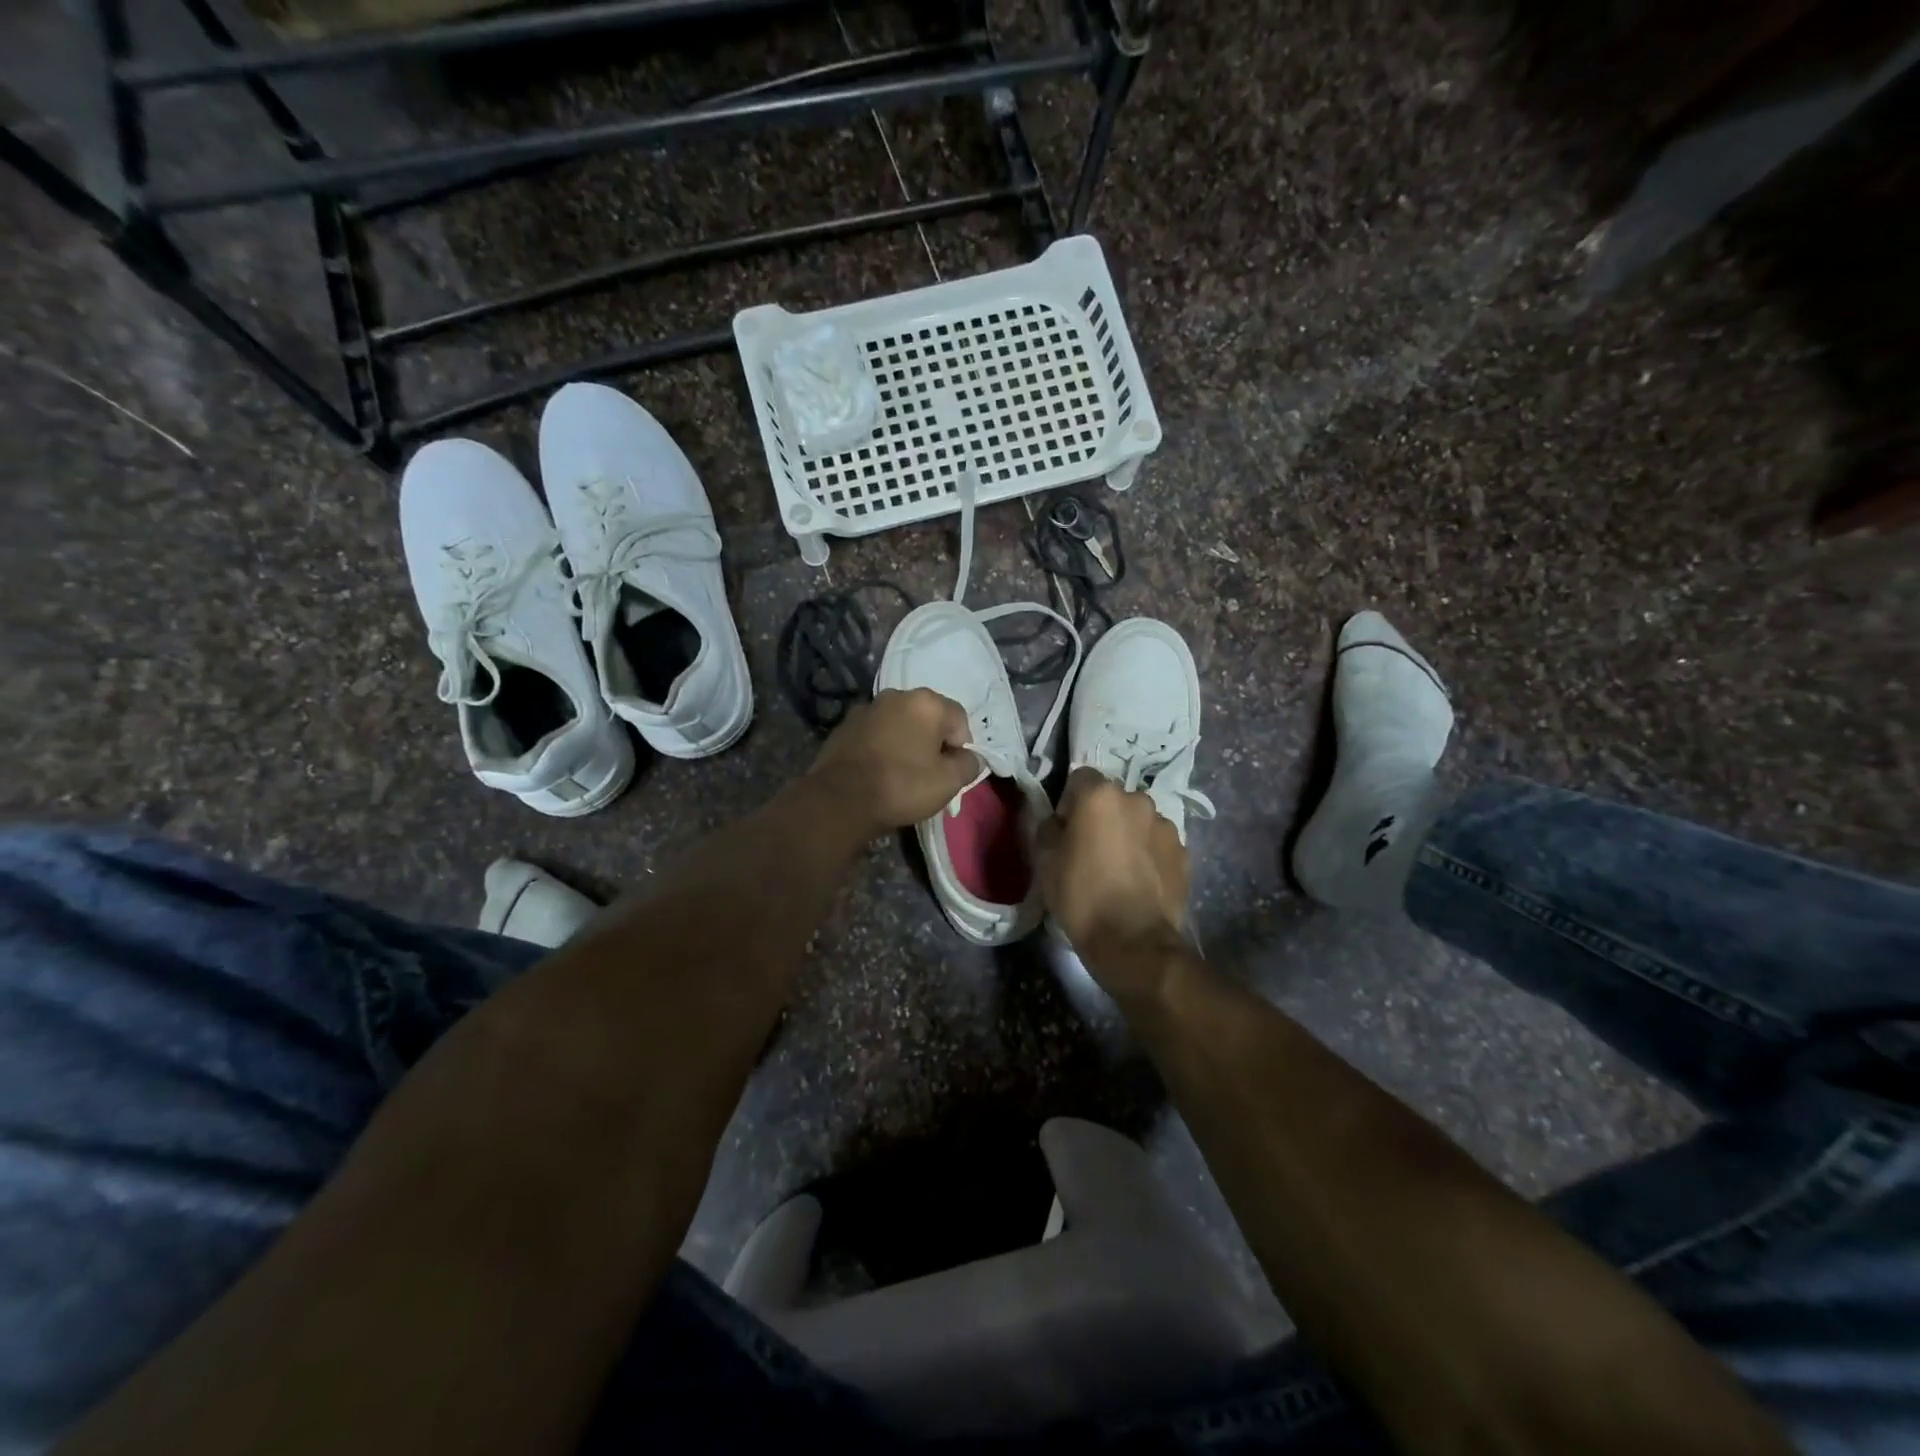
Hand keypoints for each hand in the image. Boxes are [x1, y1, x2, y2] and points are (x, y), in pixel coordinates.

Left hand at [804, 688, 979, 840]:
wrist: (840, 799)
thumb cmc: (902, 786)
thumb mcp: (949, 782)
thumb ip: (968, 764)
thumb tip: (969, 757)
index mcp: (926, 703)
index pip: (959, 719)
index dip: (960, 746)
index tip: (950, 770)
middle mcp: (896, 695)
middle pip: (927, 717)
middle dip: (932, 740)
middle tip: (928, 772)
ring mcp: (867, 708)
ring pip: (899, 723)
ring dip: (905, 740)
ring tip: (900, 772)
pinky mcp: (844, 725)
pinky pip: (875, 732)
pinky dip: (881, 745)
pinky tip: (877, 770)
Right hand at [1035, 769, 1190, 1002]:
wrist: (1133, 942)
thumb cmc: (1081, 896)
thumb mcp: (1045, 862)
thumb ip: (1048, 829)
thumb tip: (1057, 822)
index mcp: (1100, 796)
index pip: (1080, 778)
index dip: (1069, 802)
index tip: (1065, 829)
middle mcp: (1137, 800)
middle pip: (1113, 799)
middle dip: (1102, 817)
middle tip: (1091, 849)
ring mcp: (1166, 826)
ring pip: (1139, 821)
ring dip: (1129, 834)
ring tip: (1120, 869)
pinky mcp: (1184, 853)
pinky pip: (1159, 844)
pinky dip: (1150, 855)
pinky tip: (1140, 883)